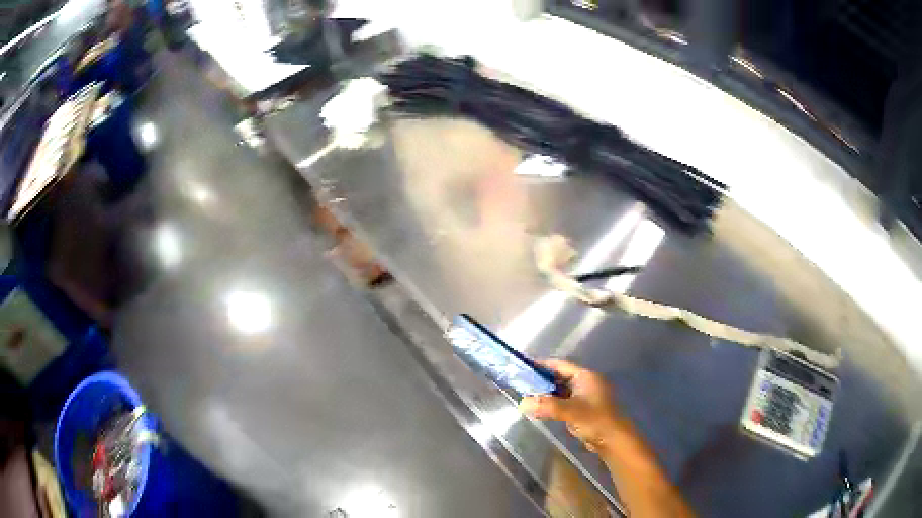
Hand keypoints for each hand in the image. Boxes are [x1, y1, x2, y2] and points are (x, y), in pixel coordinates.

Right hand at [520, 359, 623, 453]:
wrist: (614, 440)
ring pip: (561, 391)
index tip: (523, 368)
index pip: (560, 365)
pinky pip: (564, 402)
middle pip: (559, 377)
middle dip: (542, 380)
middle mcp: (585, 383)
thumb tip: (522, 403)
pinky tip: (540, 409)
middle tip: (521, 385)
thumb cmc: (596, 420)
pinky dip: (552, 403)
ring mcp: (585, 397)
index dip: (542, 365)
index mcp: (585, 376)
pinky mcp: (583, 410)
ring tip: (527, 397)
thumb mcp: (570, 411)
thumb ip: (547, 406)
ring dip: (546, 393)